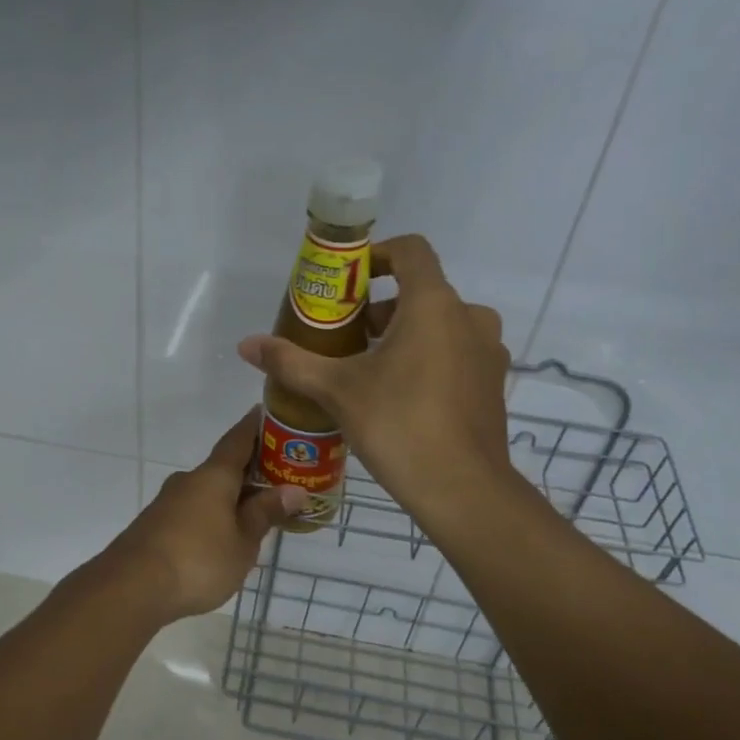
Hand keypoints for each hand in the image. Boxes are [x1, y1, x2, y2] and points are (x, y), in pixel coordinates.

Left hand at [99, 409, 307, 622]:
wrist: (132, 587)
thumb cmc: (198, 560)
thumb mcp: (242, 542)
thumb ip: (265, 514)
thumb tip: (294, 490)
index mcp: (213, 476)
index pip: (237, 440)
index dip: (254, 427)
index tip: (265, 412)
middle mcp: (188, 481)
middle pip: (223, 467)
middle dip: (249, 470)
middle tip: (278, 476)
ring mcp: (167, 503)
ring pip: (206, 491)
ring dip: (229, 496)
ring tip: (255, 511)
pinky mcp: (155, 526)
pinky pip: (192, 511)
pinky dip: (212, 515)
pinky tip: (222, 536)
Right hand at [237, 234, 512, 518]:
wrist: (462, 489)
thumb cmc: (398, 425)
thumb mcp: (337, 391)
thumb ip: (292, 362)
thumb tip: (246, 345)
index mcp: (433, 305)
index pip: (411, 250)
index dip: (378, 255)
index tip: (348, 281)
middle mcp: (469, 318)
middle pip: (422, 292)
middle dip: (382, 308)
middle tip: (347, 338)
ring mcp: (488, 353)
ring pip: (442, 326)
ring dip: (406, 335)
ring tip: (369, 370)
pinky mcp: (493, 385)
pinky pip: (457, 355)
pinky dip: (429, 359)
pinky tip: (401, 398)